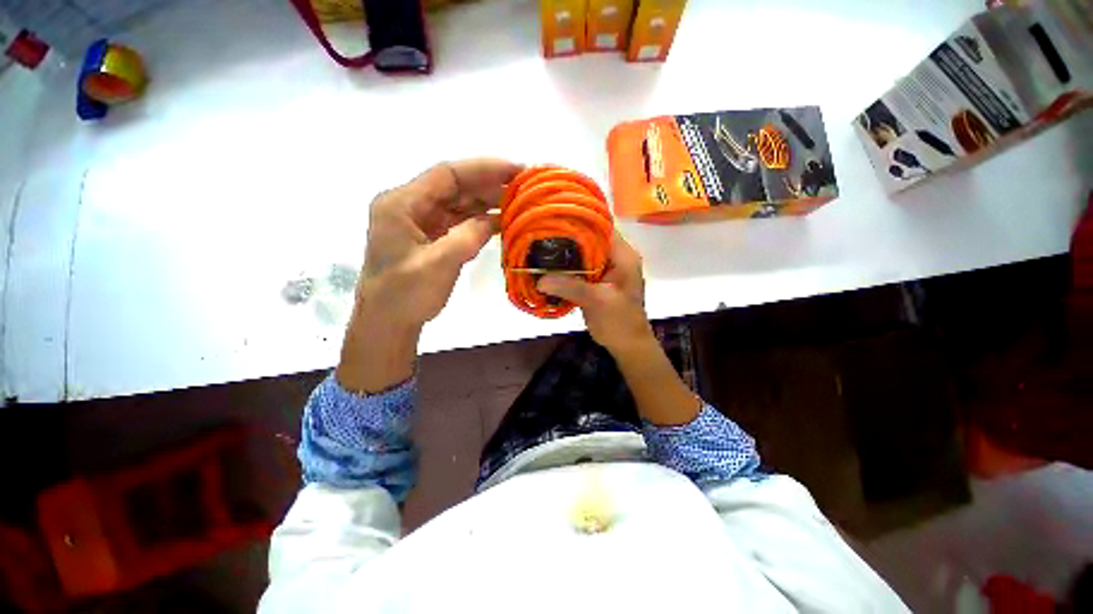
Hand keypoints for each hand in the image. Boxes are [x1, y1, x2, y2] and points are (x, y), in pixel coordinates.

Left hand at [358, 159, 520, 325]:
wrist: (388, 321)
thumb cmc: (405, 294)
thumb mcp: (437, 264)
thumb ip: (467, 237)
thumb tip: (493, 219)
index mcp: (402, 203)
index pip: (447, 174)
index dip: (483, 168)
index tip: (515, 169)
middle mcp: (410, 205)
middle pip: (455, 186)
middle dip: (489, 184)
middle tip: (523, 186)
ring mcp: (421, 221)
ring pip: (459, 203)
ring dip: (487, 202)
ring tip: (518, 202)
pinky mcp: (431, 236)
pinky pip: (459, 221)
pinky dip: (480, 221)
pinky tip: (501, 222)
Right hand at [537, 232, 653, 353]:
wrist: (627, 345)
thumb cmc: (620, 322)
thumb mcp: (597, 301)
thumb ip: (570, 287)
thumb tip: (539, 280)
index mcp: (622, 255)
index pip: (601, 227)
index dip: (579, 221)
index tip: (554, 220)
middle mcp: (614, 257)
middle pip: (588, 239)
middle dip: (565, 239)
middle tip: (540, 238)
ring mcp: (604, 270)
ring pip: (581, 255)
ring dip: (563, 256)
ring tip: (539, 252)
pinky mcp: (595, 282)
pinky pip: (578, 270)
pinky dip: (564, 271)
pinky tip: (547, 272)